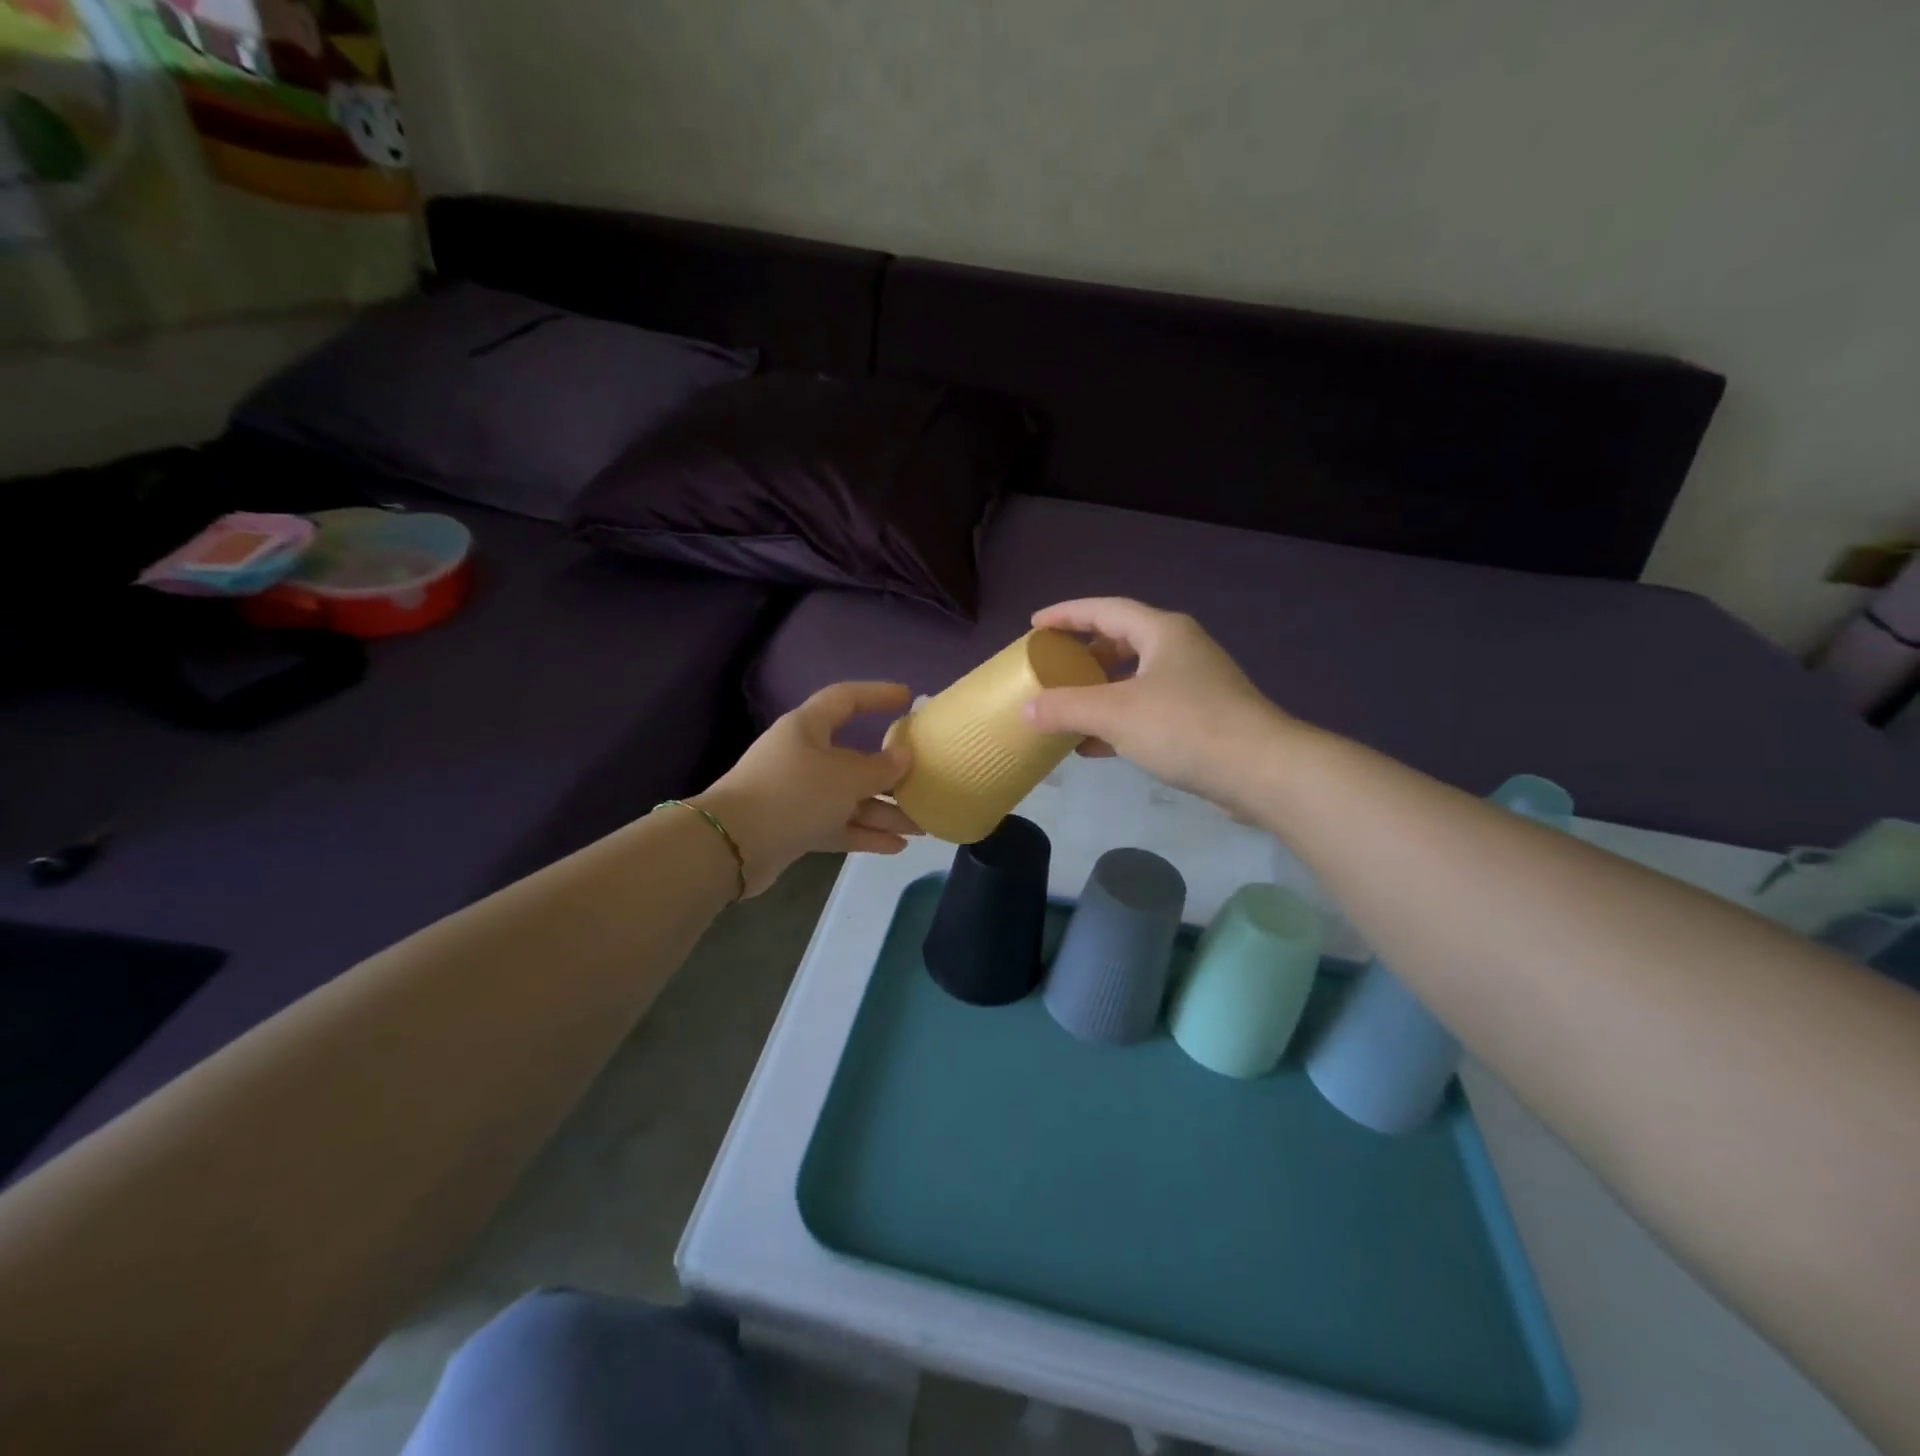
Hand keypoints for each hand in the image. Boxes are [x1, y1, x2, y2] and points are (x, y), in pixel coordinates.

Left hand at [693, 682, 921, 895]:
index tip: (908, 698)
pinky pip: (837, 824)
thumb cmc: (793, 794)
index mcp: (808, 728)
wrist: (732, 846)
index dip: (877, 695)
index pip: (845, 699)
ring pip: (849, 798)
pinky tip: (896, 846)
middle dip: (890, 776)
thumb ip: (880, 768)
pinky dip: (864, 833)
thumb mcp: (844, 778)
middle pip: (853, 758)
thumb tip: (905, 756)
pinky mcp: (795, 826)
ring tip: (920, 826)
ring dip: (883, 812)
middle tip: (924, 783)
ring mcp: (798, 793)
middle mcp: (802, 756)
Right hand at [1021, 598, 1291, 816]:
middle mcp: (1181, 650)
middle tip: (1054, 665)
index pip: (1105, 609)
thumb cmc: (1185, 727)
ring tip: (1068, 706)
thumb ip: (1066, 708)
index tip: (1036, 625)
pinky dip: (1119, 719)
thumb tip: (1027, 709)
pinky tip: (1095, 746)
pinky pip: (1149, 708)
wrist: (1262, 771)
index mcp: (1163, 632)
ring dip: (1101, 690)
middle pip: (1123, 640)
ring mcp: (1195, 684)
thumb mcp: (1115, 714)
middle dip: (1085, 653)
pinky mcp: (1202, 718)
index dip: (1067, 614)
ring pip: (1136, 678)